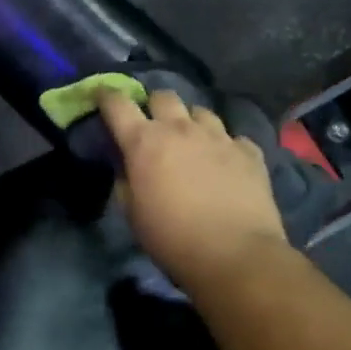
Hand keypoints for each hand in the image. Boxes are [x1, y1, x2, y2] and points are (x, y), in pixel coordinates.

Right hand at [96, 88, 288, 291]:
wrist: (235, 255)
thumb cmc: (172, 237)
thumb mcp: (132, 212)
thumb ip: (125, 180)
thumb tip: (127, 165)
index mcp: (144, 142)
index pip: (117, 104)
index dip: (106, 95)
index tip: (102, 94)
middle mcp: (180, 129)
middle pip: (163, 96)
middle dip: (154, 105)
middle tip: (153, 124)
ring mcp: (218, 137)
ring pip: (200, 111)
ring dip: (190, 122)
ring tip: (192, 140)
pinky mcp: (249, 152)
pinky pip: (233, 137)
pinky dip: (225, 146)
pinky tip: (225, 162)